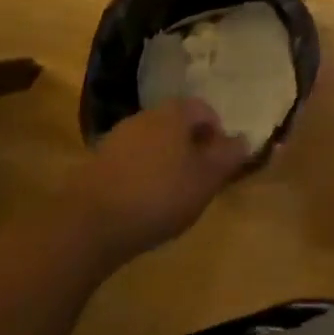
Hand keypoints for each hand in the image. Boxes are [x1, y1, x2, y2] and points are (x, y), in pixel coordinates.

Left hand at [75, 100, 250, 259]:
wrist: (88, 224)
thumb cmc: (159, 195)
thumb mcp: (206, 179)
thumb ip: (229, 157)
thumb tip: (245, 138)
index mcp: (175, 113)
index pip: (204, 110)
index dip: (217, 133)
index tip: (220, 162)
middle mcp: (146, 116)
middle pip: (177, 124)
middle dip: (191, 147)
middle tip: (198, 178)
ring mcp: (117, 138)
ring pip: (153, 142)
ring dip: (165, 161)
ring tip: (171, 195)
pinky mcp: (97, 163)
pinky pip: (130, 161)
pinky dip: (141, 175)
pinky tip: (142, 203)